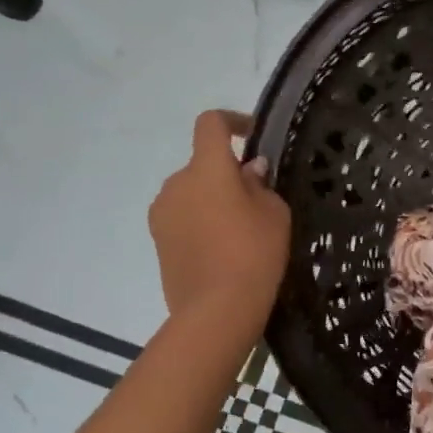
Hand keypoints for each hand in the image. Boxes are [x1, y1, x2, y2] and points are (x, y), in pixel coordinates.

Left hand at [148, 111, 290, 322]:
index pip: (211, 124)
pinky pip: (183, 216)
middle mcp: (177, 183)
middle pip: (203, 163)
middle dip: (227, 172)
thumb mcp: (274, 213)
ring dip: (212, 198)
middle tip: (256, 198)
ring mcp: (162, 212)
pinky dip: (200, 220)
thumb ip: (260, 185)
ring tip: (239, 228)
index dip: (233, 121)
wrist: (217, 310)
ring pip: (192, 191)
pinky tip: (221, 248)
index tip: (254, 137)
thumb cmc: (254, 253)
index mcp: (207, 169)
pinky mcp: (157, 239)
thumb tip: (248, 171)